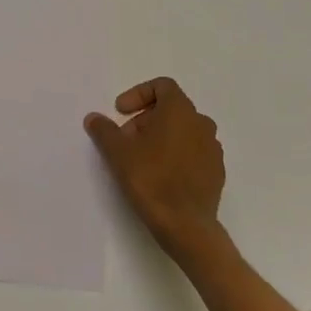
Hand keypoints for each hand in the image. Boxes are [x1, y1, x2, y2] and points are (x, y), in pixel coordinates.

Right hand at [84, 76, 225, 261]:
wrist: (186, 225)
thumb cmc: (151, 179)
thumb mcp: (117, 152)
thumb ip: (104, 130)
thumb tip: (94, 118)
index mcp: (180, 111)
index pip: (162, 86)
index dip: (138, 94)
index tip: (121, 112)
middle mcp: (201, 123)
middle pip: (171, 109)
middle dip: (145, 119)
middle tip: (126, 141)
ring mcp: (213, 148)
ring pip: (183, 131)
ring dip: (161, 137)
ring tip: (141, 159)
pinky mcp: (216, 171)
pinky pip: (193, 152)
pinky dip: (176, 155)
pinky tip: (161, 176)